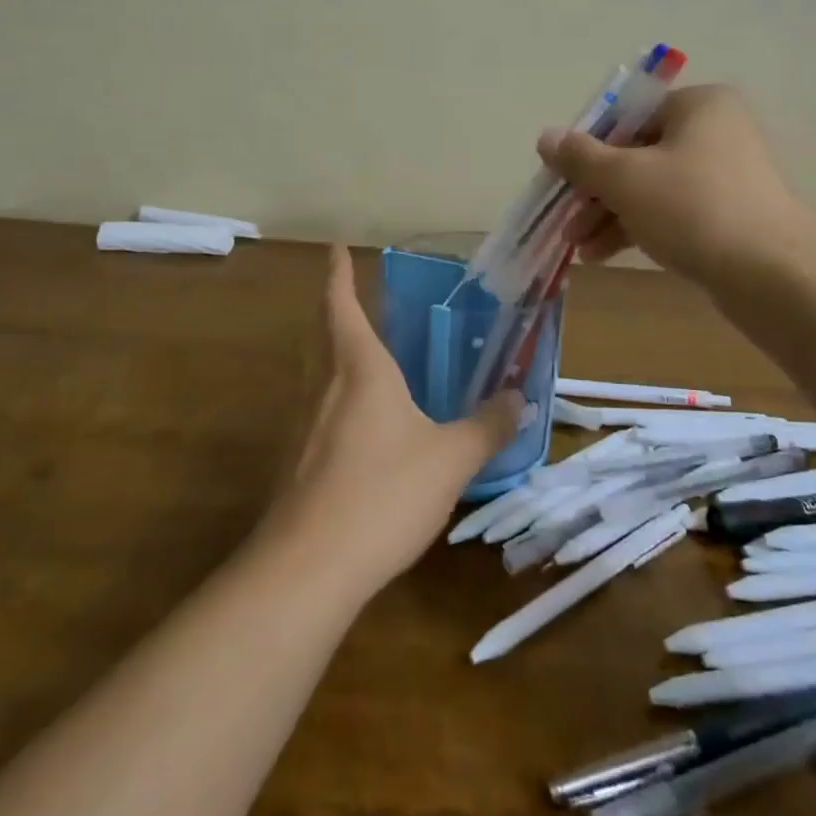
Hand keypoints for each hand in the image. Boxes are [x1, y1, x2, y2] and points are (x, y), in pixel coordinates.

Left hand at [261, 248, 524, 594]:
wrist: (307, 568)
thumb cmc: (382, 493)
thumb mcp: (450, 460)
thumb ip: (487, 427)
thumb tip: (520, 399)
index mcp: (359, 368)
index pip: (342, 304)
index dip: (339, 273)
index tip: (336, 247)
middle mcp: (324, 384)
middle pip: (321, 331)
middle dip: (333, 305)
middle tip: (351, 293)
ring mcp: (302, 424)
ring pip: (315, 369)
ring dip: (331, 348)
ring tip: (359, 350)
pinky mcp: (294, 461)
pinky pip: (315, 408)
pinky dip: (332, 394)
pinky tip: (355, 422)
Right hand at [537, 84, 815, 285]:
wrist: (772, 275)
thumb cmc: (692, 207)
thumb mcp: (625, 178)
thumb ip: (581, 157)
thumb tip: (546, 137)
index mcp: (698, 105)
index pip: (627, 117)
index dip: (588, 148)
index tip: (562, 179)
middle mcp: (715, 131)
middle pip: (636, 154)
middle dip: (596, 191)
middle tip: (567, 221)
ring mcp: (725, 175)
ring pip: (651, 187)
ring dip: (610, 214)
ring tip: (579, 247)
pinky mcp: (729, 214)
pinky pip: (672, 212)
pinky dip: (638, 228)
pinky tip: (605, 254)